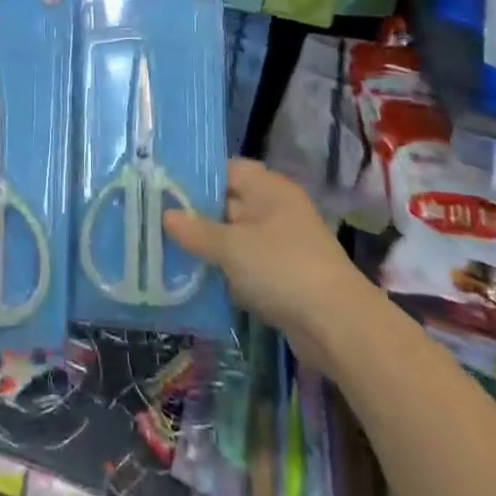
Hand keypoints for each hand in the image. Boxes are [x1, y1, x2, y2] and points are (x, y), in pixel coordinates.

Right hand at [164, 158, 367, 368]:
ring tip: (171, 252)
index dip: (196, 177)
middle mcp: (276, 208)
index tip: (163, 189)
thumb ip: (196, 230)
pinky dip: (229, 272)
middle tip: (157, 221)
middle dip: (198, 215)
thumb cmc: (281, 268)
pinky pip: (249, 265)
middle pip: (229, 203)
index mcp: (268, 187)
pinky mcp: (286, 276)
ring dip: (212, 248)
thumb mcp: (231, 247)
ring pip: (237, 237)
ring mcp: (283, 243)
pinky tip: (200, 282)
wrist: (338, 326)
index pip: (226, 169)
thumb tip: (166, 214)